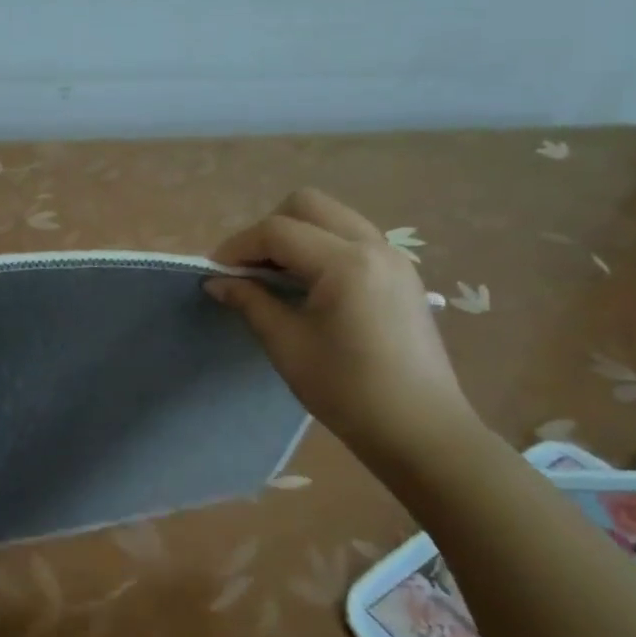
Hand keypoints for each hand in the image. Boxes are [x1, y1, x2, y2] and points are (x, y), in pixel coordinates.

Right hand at [207, 190, 477, 464]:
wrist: (420, 431)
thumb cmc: (347, 391)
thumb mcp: (287, 345)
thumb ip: (251, 302)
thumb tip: (216, 281)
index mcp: (346, 263)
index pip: (278, 231)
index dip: (238, 246)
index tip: (215, 272)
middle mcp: (373, 246)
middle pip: (307, 205)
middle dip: (269, 229)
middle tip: (249, 269)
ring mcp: (393, 257)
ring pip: (332, 217)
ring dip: (296, 235)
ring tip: (274, 276)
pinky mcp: (401, 273)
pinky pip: (351, 237)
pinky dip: (321, 246)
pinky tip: (308, 285)